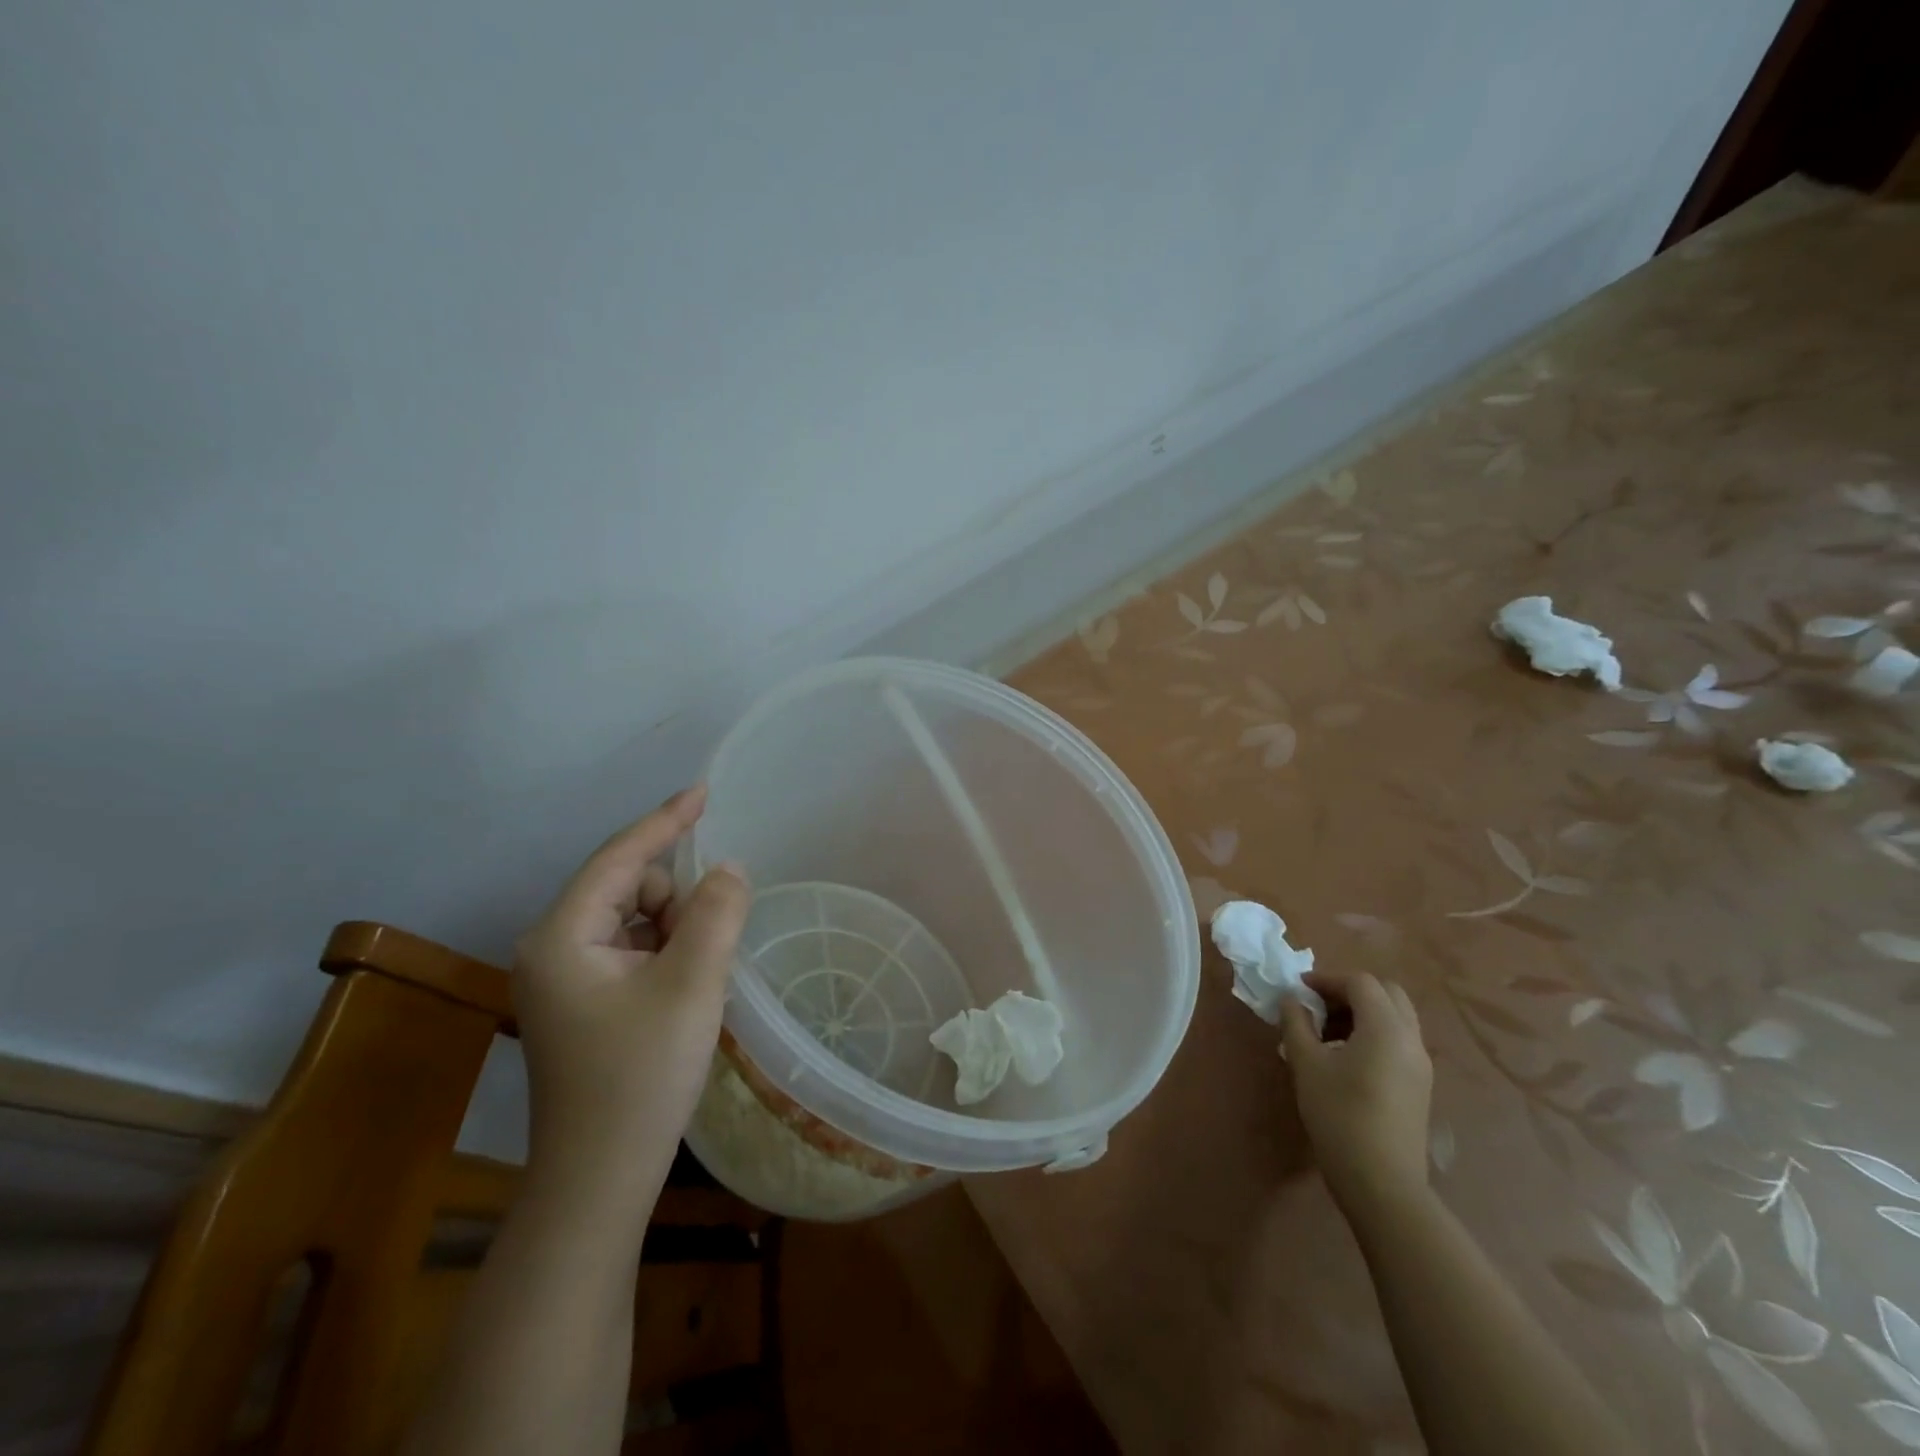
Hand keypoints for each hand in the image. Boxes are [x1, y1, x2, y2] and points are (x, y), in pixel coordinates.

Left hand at [513, 786, 750, 1205]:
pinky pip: (632, 949)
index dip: (666, 820)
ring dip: (675, 930)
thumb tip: (728, 868)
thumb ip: (716, 913)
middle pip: (630, 887)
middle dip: (677, 900)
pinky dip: (665, 952)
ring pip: (635, 918)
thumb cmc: (641, 1076)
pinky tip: (682, 990)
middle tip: (709, 947)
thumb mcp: (692, 984)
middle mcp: (552, 946)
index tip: (704, 790)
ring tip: (696, 978)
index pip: (621, 857)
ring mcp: (563, 977)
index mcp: (562, 935)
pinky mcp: (581, 1001)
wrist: (599, 1180)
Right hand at [1280, 969, 1432, 1217]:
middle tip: (1317, 1006)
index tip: (1298, 991)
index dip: (1326, 980)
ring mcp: (1420, 1064)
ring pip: (1395, 1017)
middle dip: (1350, 991)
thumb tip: (1292, 999)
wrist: (1382, 1184)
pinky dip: (1374, 1033)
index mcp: (1385, 1028)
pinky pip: (1399, 1041)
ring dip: (1362, 1012)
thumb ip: (1297, 1023)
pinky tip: (1345, 1058)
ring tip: (1326, 1033)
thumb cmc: (1339, 1116)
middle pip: (1386, 993)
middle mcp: (1410, 1039)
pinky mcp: (1420, 1085)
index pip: (1360, 983)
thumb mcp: (1307, 1064)